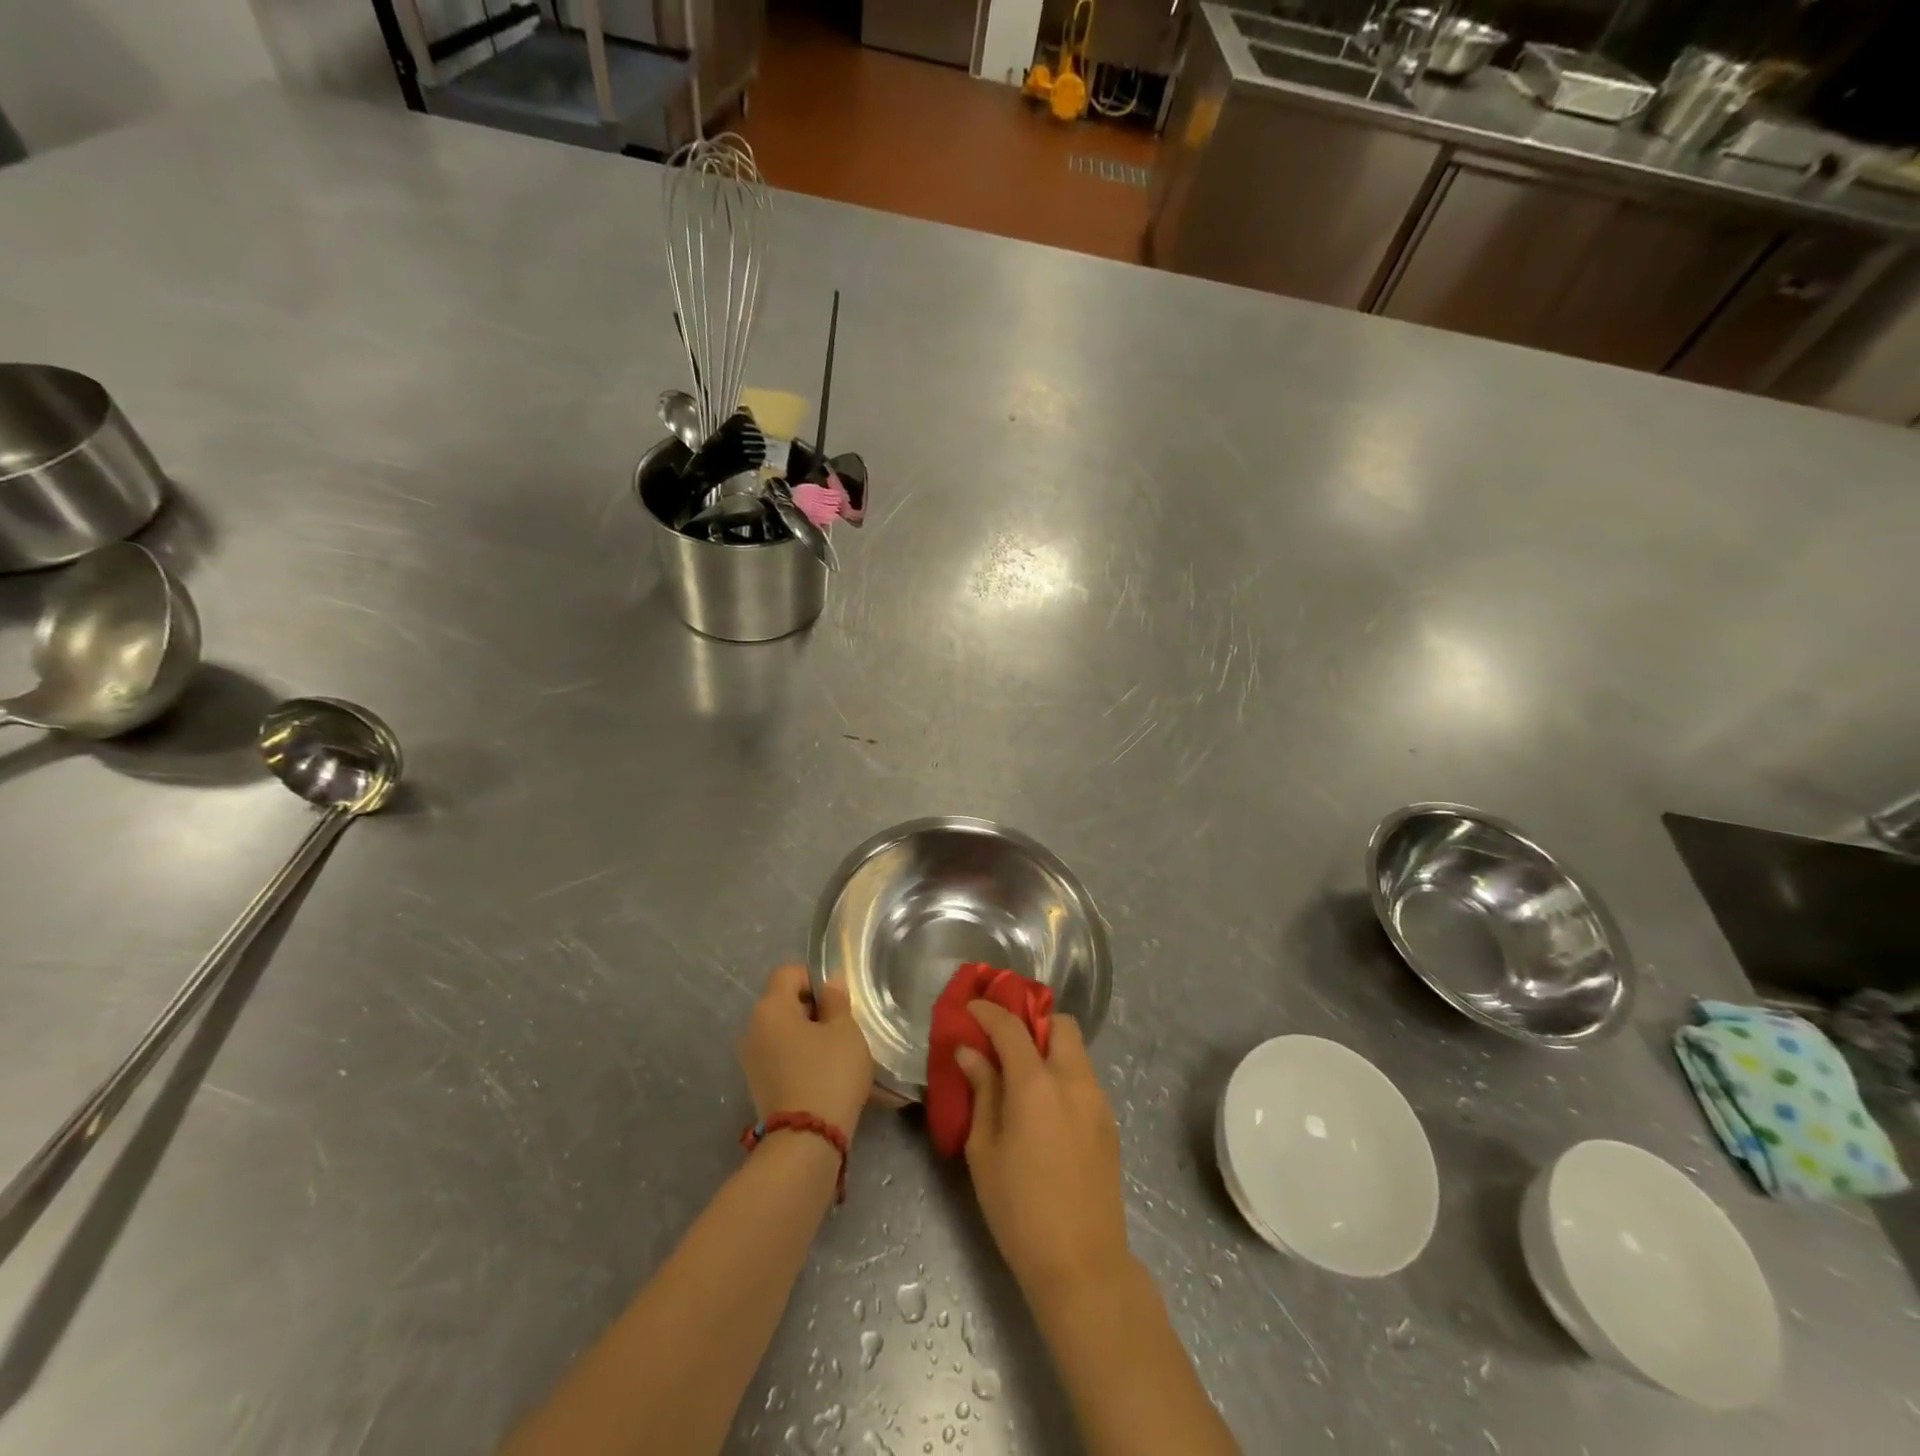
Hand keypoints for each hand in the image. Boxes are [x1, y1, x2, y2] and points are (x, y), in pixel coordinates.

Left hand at [737, 964, 873, 1136]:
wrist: (805, 1141)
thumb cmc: (829, 1074)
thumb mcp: (845, 1031)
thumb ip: (836, 1000)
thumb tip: (830, 982)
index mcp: (770, 1008)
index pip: (788, 973)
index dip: (814, 978)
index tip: (837, 1000)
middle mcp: (752, 1029)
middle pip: (783, 1002)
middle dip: (812, 1009)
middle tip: (841, 1027)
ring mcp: (751, 1059)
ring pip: (782, 1031)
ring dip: (807, 1035)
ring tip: (835, 1053)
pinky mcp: (757, 1085)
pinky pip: (780, 1056)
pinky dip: (799, 1057)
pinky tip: (823, 1074)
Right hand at [957, 1001, 1131, 1301]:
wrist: (1082, 1265)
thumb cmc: (1019, 1209)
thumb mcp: (985, 1150)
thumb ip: (982, 1092)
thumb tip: (970, 1052)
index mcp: (1037, 1084)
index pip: (1011, 1027)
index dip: (988, 1011)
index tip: (970, 1008)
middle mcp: (1073, 1080)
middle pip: (1059, 1024)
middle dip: (1032, 1021)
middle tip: (1005, 1040)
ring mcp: (1097, 1101)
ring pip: (1076, 1050)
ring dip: (1049, 1047)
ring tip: (1022, 1075)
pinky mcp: (1109, 1123)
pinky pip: (1084, 1078)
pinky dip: (1063, 1074)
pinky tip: (1044, 1107)